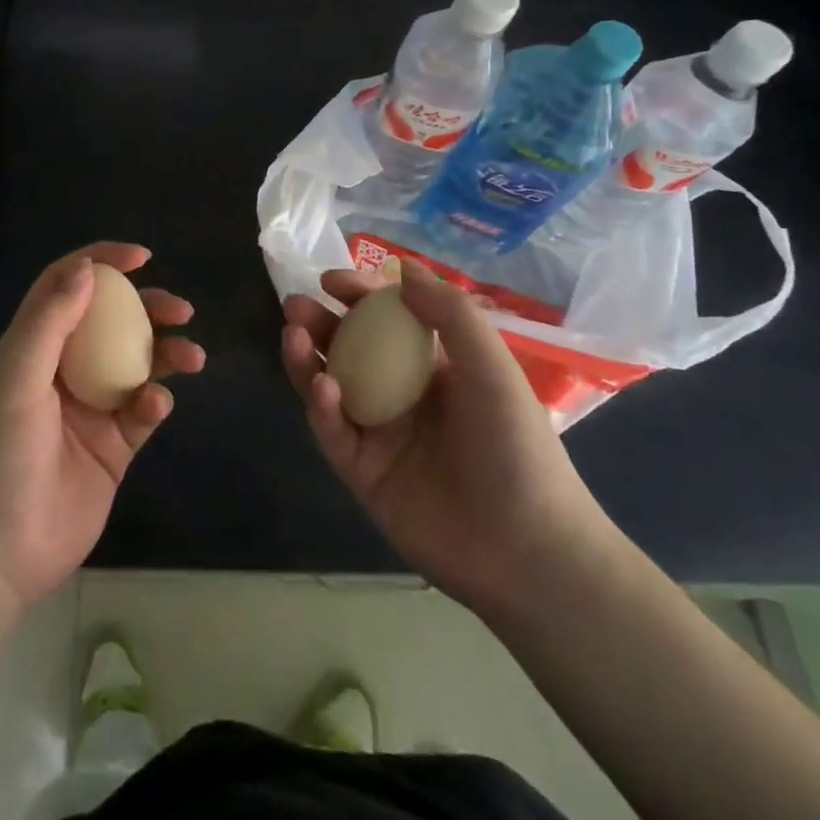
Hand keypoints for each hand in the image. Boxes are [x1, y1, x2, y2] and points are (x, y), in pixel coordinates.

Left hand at [0, 242, 204, 614]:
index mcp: (30, 349)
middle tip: (179, 308)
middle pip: (109, 324)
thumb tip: (87, 268)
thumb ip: (49, 322)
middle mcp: (60, 373)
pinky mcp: (110, 450)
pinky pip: (140, 414)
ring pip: (134, 365)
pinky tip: (154, 407)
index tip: (140, 257)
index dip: (99, 264)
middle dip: (146, 309)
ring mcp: (87, 412)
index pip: (65, 289)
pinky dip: (153, 403)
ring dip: (164, 353)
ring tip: (190, 355)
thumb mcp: (15, 380)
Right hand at [280, 258, 611, 608]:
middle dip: (321, 324)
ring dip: (309, 359)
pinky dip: (321, 406)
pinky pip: (334, 432)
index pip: (389, 322)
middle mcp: (403, 396)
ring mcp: (380, 435)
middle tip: (295, 306)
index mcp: (437, 369)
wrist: (525, 551)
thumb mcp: (492, 368)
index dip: (359, 296)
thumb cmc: (516, 448)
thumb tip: (402, 268)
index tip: (330, 280)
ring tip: (293, 334)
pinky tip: (321, 386)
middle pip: (350, 350)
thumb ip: (450, 314)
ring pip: (332, 386)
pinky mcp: (362, 472)